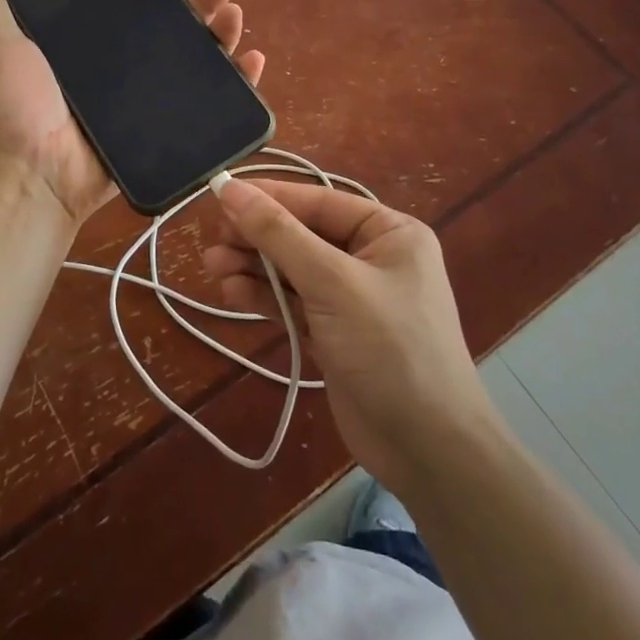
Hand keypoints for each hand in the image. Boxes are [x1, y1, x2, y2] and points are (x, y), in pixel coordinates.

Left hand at [0, 0, 267, 225]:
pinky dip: (235, 81)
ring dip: (222, 31)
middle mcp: (123, 65)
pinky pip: (206, 101)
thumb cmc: (17, 109)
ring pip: (195, 55)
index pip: (134, 1)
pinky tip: (253, 61)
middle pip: (173, 23)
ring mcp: (147, 97)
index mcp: (92, 43)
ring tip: (237, 11)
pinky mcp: (165, 126)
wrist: (36, 175)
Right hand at [202, 179, 495, 490]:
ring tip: (212, 266)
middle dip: (258, 237)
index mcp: (389, 232)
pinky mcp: (336, 334)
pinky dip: (265, 297)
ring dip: (255, 267)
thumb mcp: (332, 283)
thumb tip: (231, 188)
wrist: (427, 451)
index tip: (219, 194)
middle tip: (213, 241)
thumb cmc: (388, 348)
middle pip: (303, 234)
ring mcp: (354, 298)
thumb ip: (279, 235)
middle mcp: (373, 257)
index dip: (268, 197)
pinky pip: (295, 302)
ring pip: (294, 269)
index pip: (319, 203)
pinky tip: (232, 293)